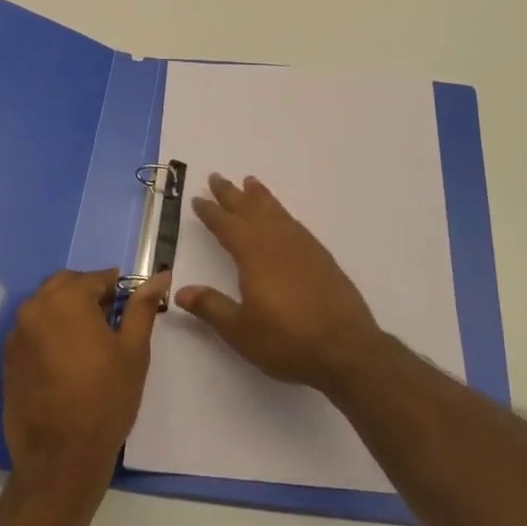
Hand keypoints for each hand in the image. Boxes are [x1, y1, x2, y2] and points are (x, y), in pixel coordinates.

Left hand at [2, 267, 167, 494]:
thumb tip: (160, 276)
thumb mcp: (133, 350)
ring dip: (68, 312)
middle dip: (89, 294)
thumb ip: (142, 307)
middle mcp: (34, 308)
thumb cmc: (105, 400)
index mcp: (65, 300)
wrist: (60, 461)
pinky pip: (33, 331)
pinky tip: (68, 361)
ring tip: (91, 343)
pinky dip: (51, 333)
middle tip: (112, 322)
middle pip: (66, 285)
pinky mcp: (8, 360)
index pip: (96, 277)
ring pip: (47, 306)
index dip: (118, 289)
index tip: (131, 307)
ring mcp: (16, 335)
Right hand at [176, 174, 385, 392]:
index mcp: (254, 254)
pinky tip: (281, 216)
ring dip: (260, 196)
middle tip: (217, 177)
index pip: (226, 226)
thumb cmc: (287, 341)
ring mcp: (302, 246)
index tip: (198, 199)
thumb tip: (180, 290)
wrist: (346, 348)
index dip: (211, 212)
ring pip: (275, 211)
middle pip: (250, 210)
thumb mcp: (240, 330)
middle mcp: (277, 241)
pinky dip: (281, 211)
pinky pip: (293, 222)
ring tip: (250, 182)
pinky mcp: (320, 256)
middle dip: (232, 194)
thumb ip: (211, 307)